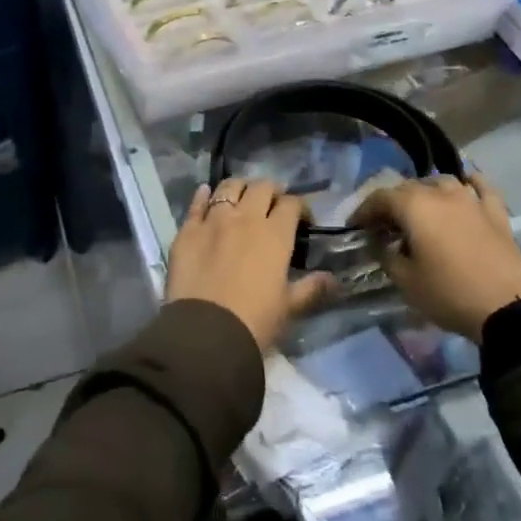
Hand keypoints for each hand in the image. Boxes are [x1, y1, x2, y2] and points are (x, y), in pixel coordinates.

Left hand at [167, 178, 332, 353]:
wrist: (206, 332)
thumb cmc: (254, 321)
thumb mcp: (288, 307)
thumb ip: (310, 288)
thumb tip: (333, 279)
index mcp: (275, 234)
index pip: (291, 204)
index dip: (298, 207)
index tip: (301, 219)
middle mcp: (245, 217)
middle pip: (261, 187)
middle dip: (270, 191)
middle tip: (272, 204)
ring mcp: (213, 220)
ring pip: (228, 187)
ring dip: (239, 188)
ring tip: (241, 196)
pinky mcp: (187, 230)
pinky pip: (196, 203)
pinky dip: (203, 195)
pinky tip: (206, 194)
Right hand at [353, 174, 520, 338]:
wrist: (510, 308)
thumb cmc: (449, 293)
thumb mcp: (406, 281)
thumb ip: (386, 255)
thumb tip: (380, 242)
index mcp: (414, 205)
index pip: (380, 198)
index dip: (364, 210)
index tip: (355, 226)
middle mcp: (441, 193)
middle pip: (409, 188)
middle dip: (392, 203)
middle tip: (383, 225)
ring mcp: (471, 200)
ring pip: (442, 183)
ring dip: (426, 192)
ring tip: (419, 210)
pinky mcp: (496, 213)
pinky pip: (480, 188)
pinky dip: (470, 184)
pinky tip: (466, 185)